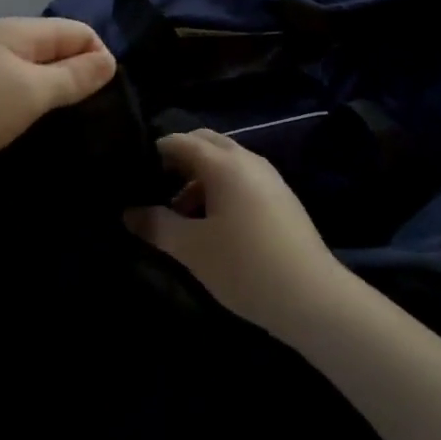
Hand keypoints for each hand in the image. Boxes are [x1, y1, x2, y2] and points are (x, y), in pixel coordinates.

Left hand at [0, 18, 115, 188]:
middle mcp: (4, 41)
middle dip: (78, 78)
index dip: (100, 60)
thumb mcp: (31, 93)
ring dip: (51, 95)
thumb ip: (73, 77)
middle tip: (89, 118)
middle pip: (57, 50)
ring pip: (34, 72)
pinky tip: (25, 129)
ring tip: (61, 127)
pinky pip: (11, 90)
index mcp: (23, 32)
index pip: (80, 33)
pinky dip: (26, 106)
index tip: (106, 100)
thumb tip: (109, 60)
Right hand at [125, 130, 346, 341]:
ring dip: (198, 180)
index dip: (152, 153)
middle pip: (205, 144)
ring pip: (224, 164)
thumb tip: (128, 212)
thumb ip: (156, 225)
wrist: (312, 297)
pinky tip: (210, 226)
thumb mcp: (191, 249)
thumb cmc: (244, 266)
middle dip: (177, 162)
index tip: (131, 176)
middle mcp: (248, 160)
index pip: (180, 141)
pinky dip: (219, 191)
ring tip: (177, 217)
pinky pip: (241, 180)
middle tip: (153, 191)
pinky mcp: (280, 198)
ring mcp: (269, 178)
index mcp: (225, 164)